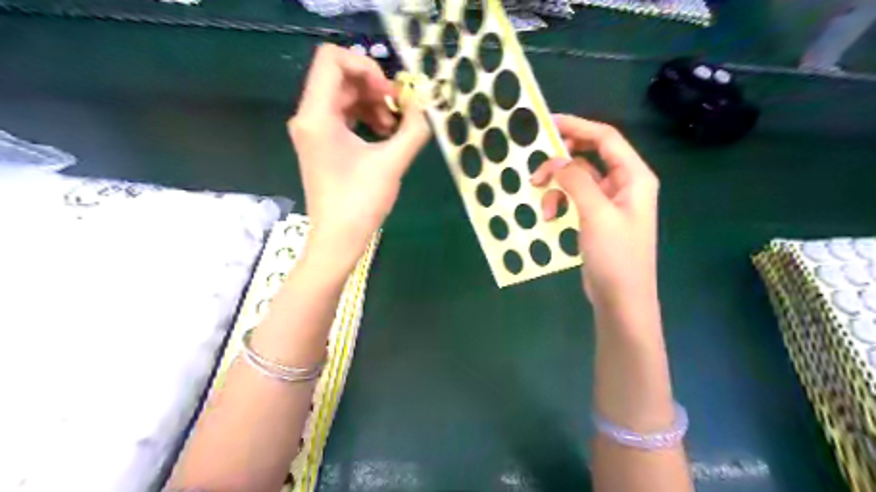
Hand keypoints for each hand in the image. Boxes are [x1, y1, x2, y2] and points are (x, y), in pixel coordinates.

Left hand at [290, 44, 432, 275]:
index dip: (365, 65)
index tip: (389, 91)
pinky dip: (365, 118)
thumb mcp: (392, 163)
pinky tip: (386, 136)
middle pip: (341, 78)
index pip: (332, 59)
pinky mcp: (321, 144)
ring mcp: (313, 131)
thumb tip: (425, 106)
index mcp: (317, 115)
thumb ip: (413, 129)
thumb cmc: (360, 202)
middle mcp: (308, 116)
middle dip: (375, 88)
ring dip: (373, 104)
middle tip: (401, 110)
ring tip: (395, 128)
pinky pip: (343, 116)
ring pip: (344, 97)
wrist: (338, 238)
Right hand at [530, 113, 659, 311]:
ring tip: (541, 200)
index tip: (548, 124)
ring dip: (557, 186)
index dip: (577, 126)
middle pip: (589, 156)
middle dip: (561, 160)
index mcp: (634, 176)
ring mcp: (610, 202)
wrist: (621, 299)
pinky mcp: (596, 217)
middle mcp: (624, 183)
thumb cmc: (616, 256)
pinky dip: (560, 202)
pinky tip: (549, 217)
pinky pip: (575, 198)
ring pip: (578, 179)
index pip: (605, 138)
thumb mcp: (597, 214)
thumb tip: (556, 160)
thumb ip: (577, 182)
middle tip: (536, 166)